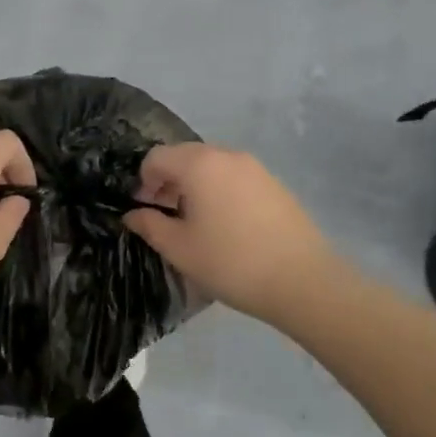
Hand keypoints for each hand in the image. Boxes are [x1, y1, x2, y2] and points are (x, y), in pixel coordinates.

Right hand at [123, 143, 338, 323]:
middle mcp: (226, 155)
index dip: (142, 181)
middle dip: (168, 181)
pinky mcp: (274, 184)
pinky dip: (219, 191)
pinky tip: (226, 225)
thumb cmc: (231, 262)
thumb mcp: (180, 249)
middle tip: (165, 215)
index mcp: (199, 165)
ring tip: (195, 222)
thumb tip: (132, 214)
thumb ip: (150, 225)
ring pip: (211, 166)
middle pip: (184, 156)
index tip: (143, 209)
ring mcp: (255, 168)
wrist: (303, 281)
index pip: (156, 157)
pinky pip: (234, 177)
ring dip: (194, 185)